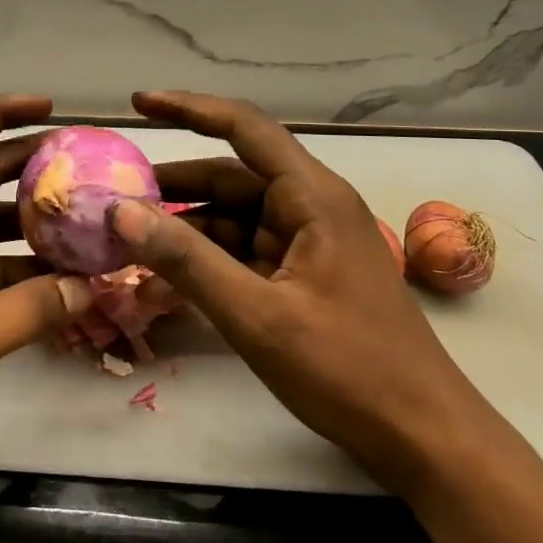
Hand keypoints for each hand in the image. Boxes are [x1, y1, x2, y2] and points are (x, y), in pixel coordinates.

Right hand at [113, 91, 497, 496]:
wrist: (425, 438)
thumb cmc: (348, 370)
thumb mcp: (257, 316)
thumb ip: (187, 260)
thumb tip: (121, 211)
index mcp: (313, 197)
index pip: (244, 128)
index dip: (188, 109)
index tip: (137, 104)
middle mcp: (312, 207)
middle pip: (232, 175)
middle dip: (175, 183)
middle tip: (117, 193)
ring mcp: (310, 242)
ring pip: (235, 216)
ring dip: (187, 225)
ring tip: (131, 238)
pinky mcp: (305, 275)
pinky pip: (246, 250)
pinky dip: (208, 257)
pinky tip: (168, 276)